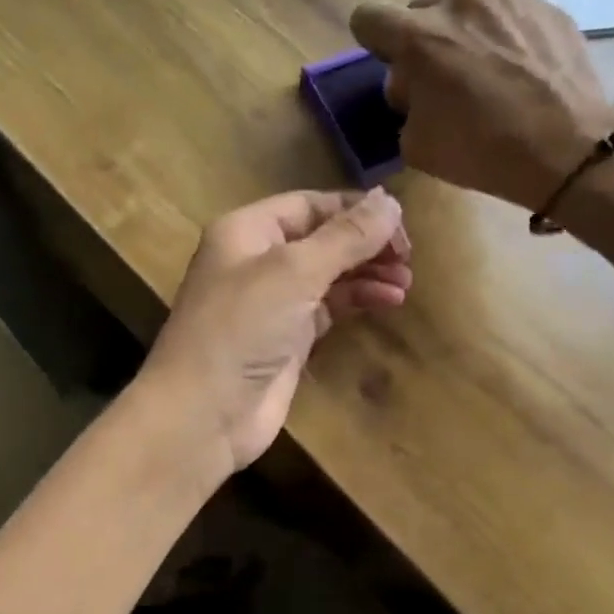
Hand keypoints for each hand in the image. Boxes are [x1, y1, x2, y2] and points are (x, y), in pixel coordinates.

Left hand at [140, 190, 410, 471]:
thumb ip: (346, 236)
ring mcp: (272, 301)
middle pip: (321, 238)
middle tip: (408, 257)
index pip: (309, 205)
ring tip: (406, 282)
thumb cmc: (242, 328)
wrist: (204, 413)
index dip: (354, 210)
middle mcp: (257, 260)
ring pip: (328, 274)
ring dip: (367, 273)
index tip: (400, 223)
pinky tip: (389, 301)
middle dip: (365, 244)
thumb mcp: (295, 272)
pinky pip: (328, 308)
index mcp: (247, 231)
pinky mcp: (286, 338)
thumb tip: (389, 200)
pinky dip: (357, 301)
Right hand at [349, 0, 613, 210]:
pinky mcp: (545, 5)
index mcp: (418, 37)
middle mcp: (459, 2)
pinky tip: (521, 70)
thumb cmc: (482, 150)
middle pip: (420, 9)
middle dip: (422, 40)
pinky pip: (507, 13)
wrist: (569, 147)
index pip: (368, 16)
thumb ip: (403, 104)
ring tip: (487, 71)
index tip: (394, 68)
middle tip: (443, 79)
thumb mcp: (416, 145)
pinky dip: (503, 35)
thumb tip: (413, 87)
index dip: (374, 43)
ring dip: (463, 32)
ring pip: (466, 6)